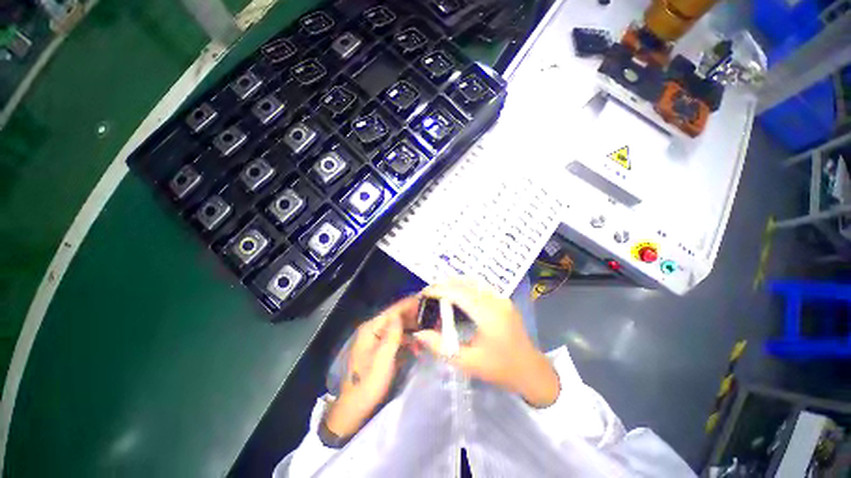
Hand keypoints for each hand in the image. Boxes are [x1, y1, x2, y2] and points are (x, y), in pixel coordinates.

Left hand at [325, 296, 418, 437]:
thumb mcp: (382, 359)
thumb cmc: (368, 384)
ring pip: (398, 328)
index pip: (392, 311)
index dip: (408, 304)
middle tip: (432, 314)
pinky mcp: (381, 350)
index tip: (425, 298)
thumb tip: (401, 314)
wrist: (356, 409)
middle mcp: (373, 330)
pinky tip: (418, 345)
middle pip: (396, 317)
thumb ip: (392, 335)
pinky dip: (408, 340)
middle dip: (413, 315)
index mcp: (371, 329)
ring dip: (412, 328)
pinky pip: (397, 339)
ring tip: (429, 327)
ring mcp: (377, 340)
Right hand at [414, 278, 559, 407]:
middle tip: (429, 295)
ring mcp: (501, 298)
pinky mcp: (503, 299)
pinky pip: (480, 286)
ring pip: (472, 281)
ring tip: (440, 293)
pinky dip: (465, 286)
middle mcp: (495, 300)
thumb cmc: (499, 369)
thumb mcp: (468, 362)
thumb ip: (441, 347)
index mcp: (488, 315)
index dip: (438, 290)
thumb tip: (419, 332)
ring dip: (454, 284)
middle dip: (444, 285)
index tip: (423, 294)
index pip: (458, 292)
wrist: (531, 370)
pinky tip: (457, 295)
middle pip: (464, 283)